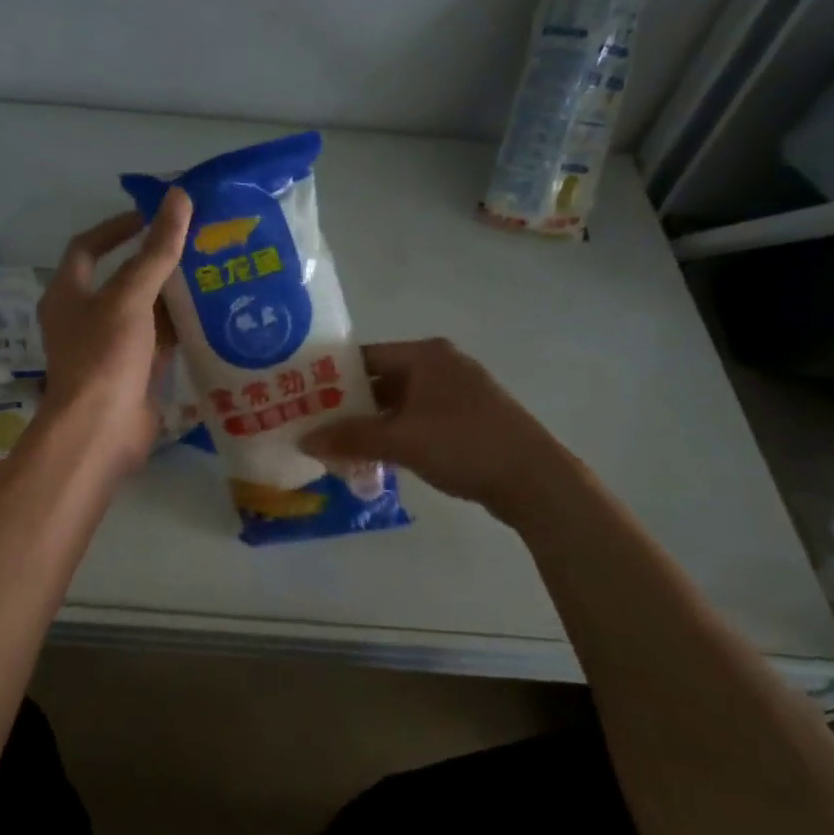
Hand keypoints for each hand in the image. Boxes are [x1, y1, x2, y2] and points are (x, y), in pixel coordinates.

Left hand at [36, 189, 191, 476]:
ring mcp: (110, 348)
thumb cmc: (104, 356)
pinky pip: (159, 342)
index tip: (152, 216)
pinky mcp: (134, 373)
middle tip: (196, 243)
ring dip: (172, 296)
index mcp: (68, 294)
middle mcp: (85, 318)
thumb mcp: (129, 297)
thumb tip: (178, 197)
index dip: (117, 227)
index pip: (88, 247)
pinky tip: (212, 315)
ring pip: (144, 312)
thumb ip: (155, 251)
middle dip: (156, 262)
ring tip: (212, 272)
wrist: (101, 431)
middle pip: (122, 280)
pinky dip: (180, 328)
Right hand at [301, 337, 576, 526]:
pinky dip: (393, 436)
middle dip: (347, 406)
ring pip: (397, 405)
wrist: (533, 479)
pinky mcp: (464, 420)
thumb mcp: (400, 439)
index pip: (364, 358)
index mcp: (425, 356)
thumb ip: (349, 437)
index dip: (330, 377)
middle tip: (311, 426)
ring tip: (334, 446)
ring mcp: (455, 394)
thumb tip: (303, 440)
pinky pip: (415, 421)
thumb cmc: (463, 444)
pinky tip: (372, 458)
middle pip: (379, 381)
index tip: (300, 397)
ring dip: (369, 425)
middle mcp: (440, 366)